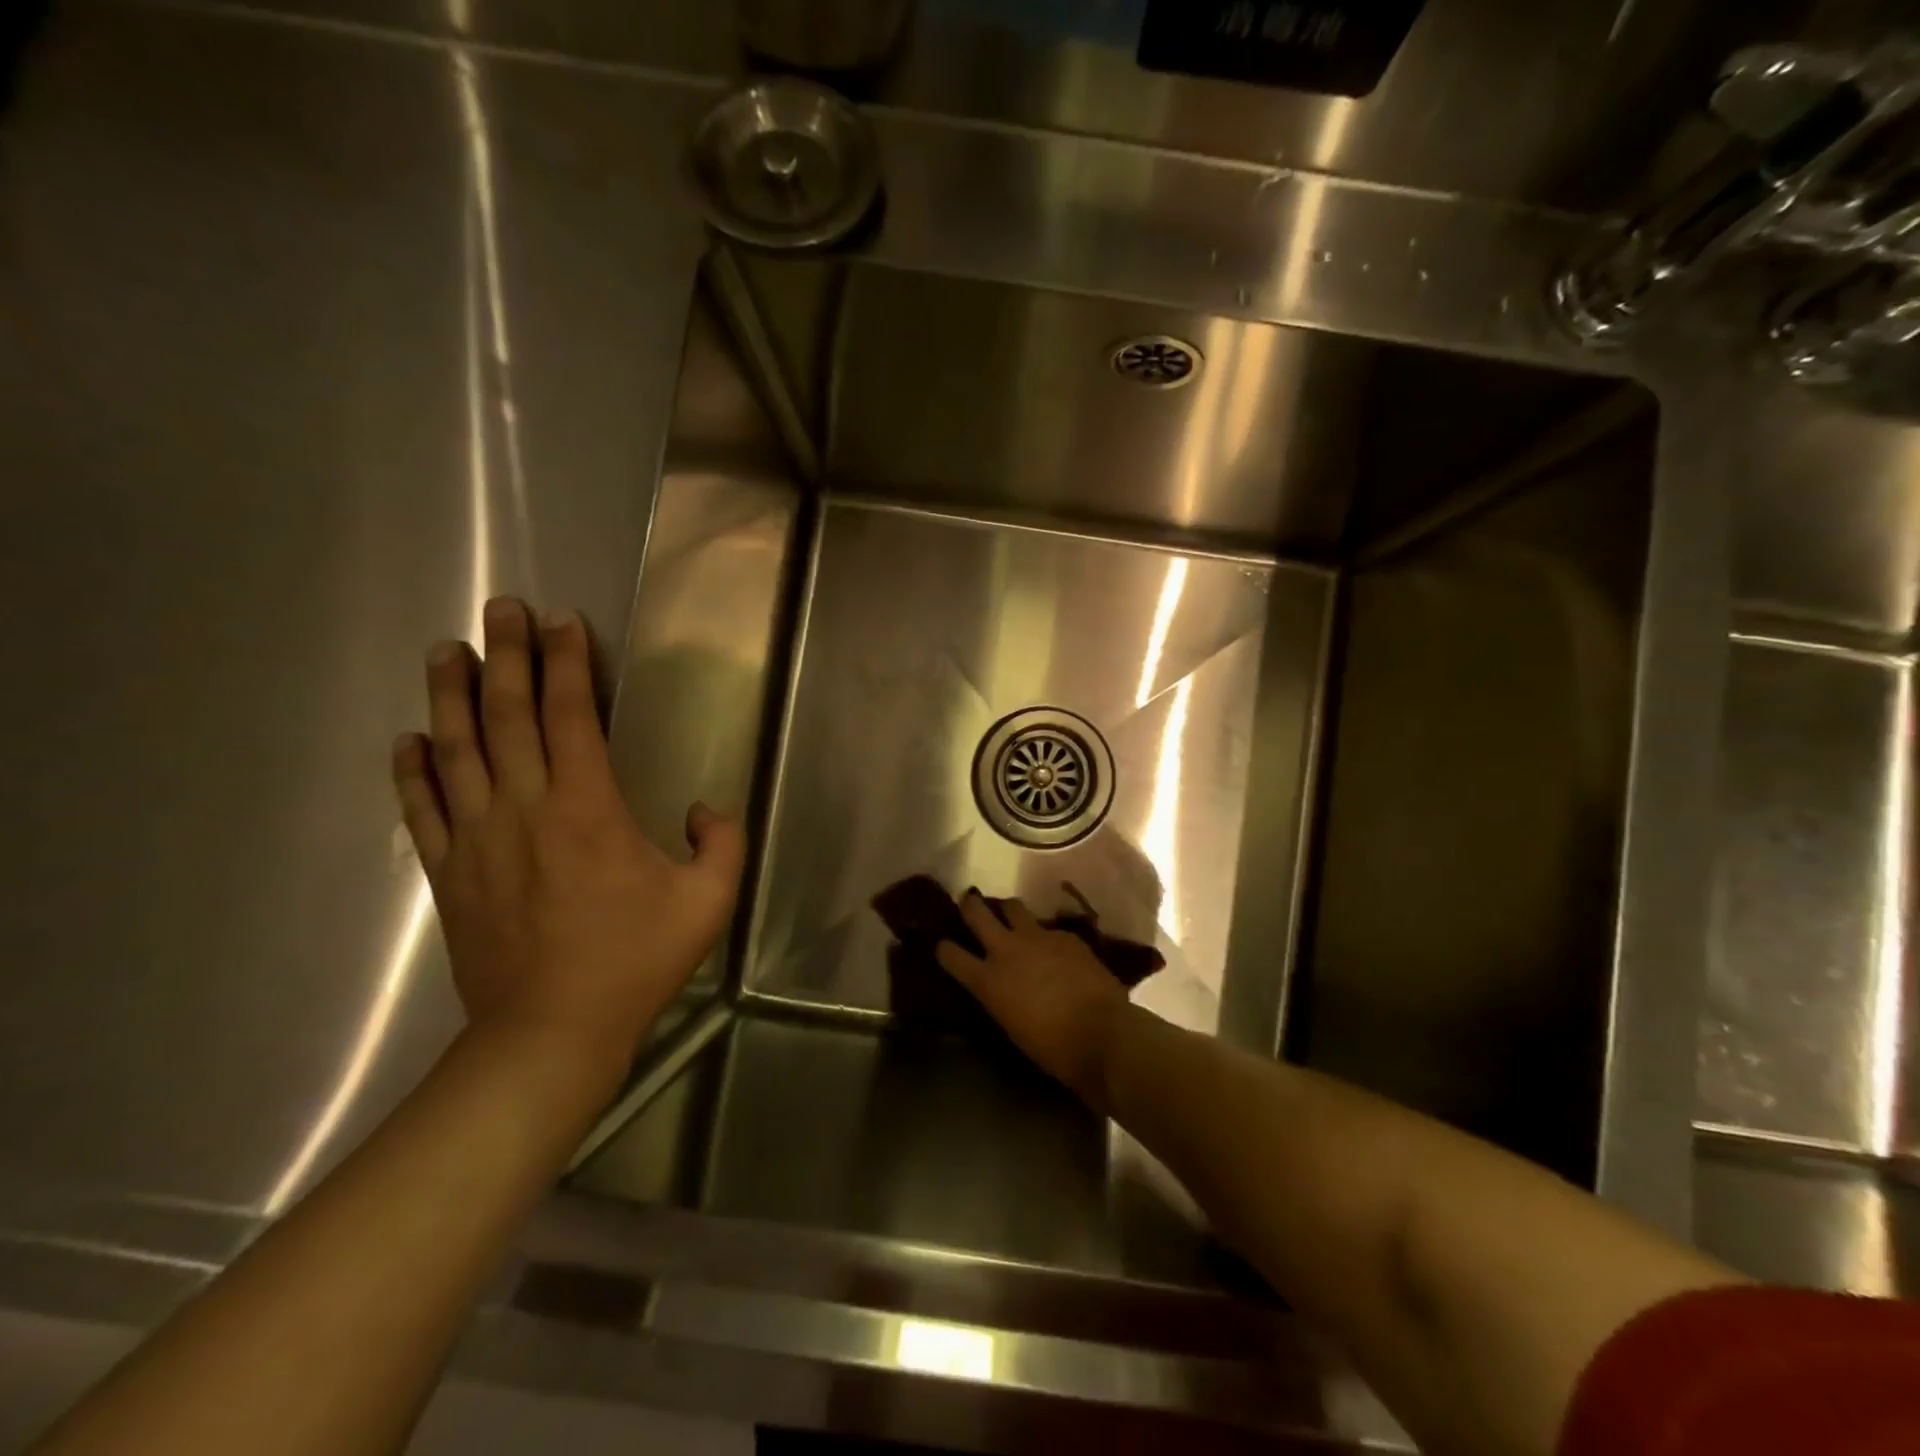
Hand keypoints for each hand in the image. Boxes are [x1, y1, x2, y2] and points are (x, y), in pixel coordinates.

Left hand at [392, 597, 744, 1082]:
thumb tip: (704, 809)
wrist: (551, 1031)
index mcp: (587, 808)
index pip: (570, 716)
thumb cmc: (635, 960)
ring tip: (446, 650)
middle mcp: (524, 808)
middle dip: (506, 655)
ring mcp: (477, 839)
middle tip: (500, 608)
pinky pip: (424, 808)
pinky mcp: (448, 873)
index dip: (568, 662)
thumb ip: (721, 843)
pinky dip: (413, 769)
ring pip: (456, 750)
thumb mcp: (707, 901)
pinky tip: (410, 738)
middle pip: (506, 716)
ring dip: (450, 695)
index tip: (564, 621)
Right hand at [935, 891, 1132, 1109]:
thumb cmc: (1053, 1048)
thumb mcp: (1012, 1026)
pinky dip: (1045, 936)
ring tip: (1011, 918)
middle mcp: (1007, 950)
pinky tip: (1054, 948)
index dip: (944, 948)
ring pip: (1012, 906)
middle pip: (976, 912)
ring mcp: (1038, 937)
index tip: (942, 945)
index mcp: (988, 981)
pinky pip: (1048, 928)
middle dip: (969, 905)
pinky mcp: (1066, 936)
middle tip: (968, 903)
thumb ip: (1000, 998)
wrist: (1102, 1033)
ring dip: (1008, 911)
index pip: (950, 955)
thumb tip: (1003, 989)